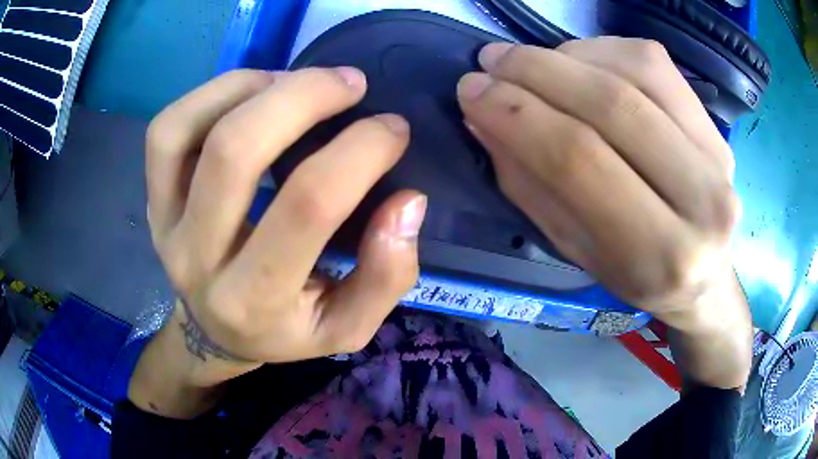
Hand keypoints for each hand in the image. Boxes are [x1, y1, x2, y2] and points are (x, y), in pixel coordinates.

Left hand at [133, 67, 424, 414]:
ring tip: (297, 82)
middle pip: (235, 152)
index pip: (307, 205)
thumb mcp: (347, 326)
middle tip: (349, 83)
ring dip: (251, 87)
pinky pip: (167, 131)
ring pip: (185, 130)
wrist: (213, 332)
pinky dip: (212, 94)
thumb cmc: (283, 329)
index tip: (393, 129)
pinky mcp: (152, 200)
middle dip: (303, 97)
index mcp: (254, 299)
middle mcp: (198, 259)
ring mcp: (165, 223)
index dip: (360, 151)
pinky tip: (253, 94)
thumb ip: (386, 275)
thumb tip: (408, 202)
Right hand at [458, 38, 751, 388]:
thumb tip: (484, 117)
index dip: (517, 115)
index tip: (471, 91)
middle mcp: (702, 201)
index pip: (580, 161)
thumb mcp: (576, 250)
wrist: (704, 276)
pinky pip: (654, 62)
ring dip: (566, 55)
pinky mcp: (715, 124)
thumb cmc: (636, 274)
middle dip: (536, 72)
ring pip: (634, 70)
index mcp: (660, 255)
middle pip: (611, 105)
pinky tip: (576, 61)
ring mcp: (716, 154)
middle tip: (490, 62)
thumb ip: (531, 185)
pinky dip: (602, 49)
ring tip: (528, 62)